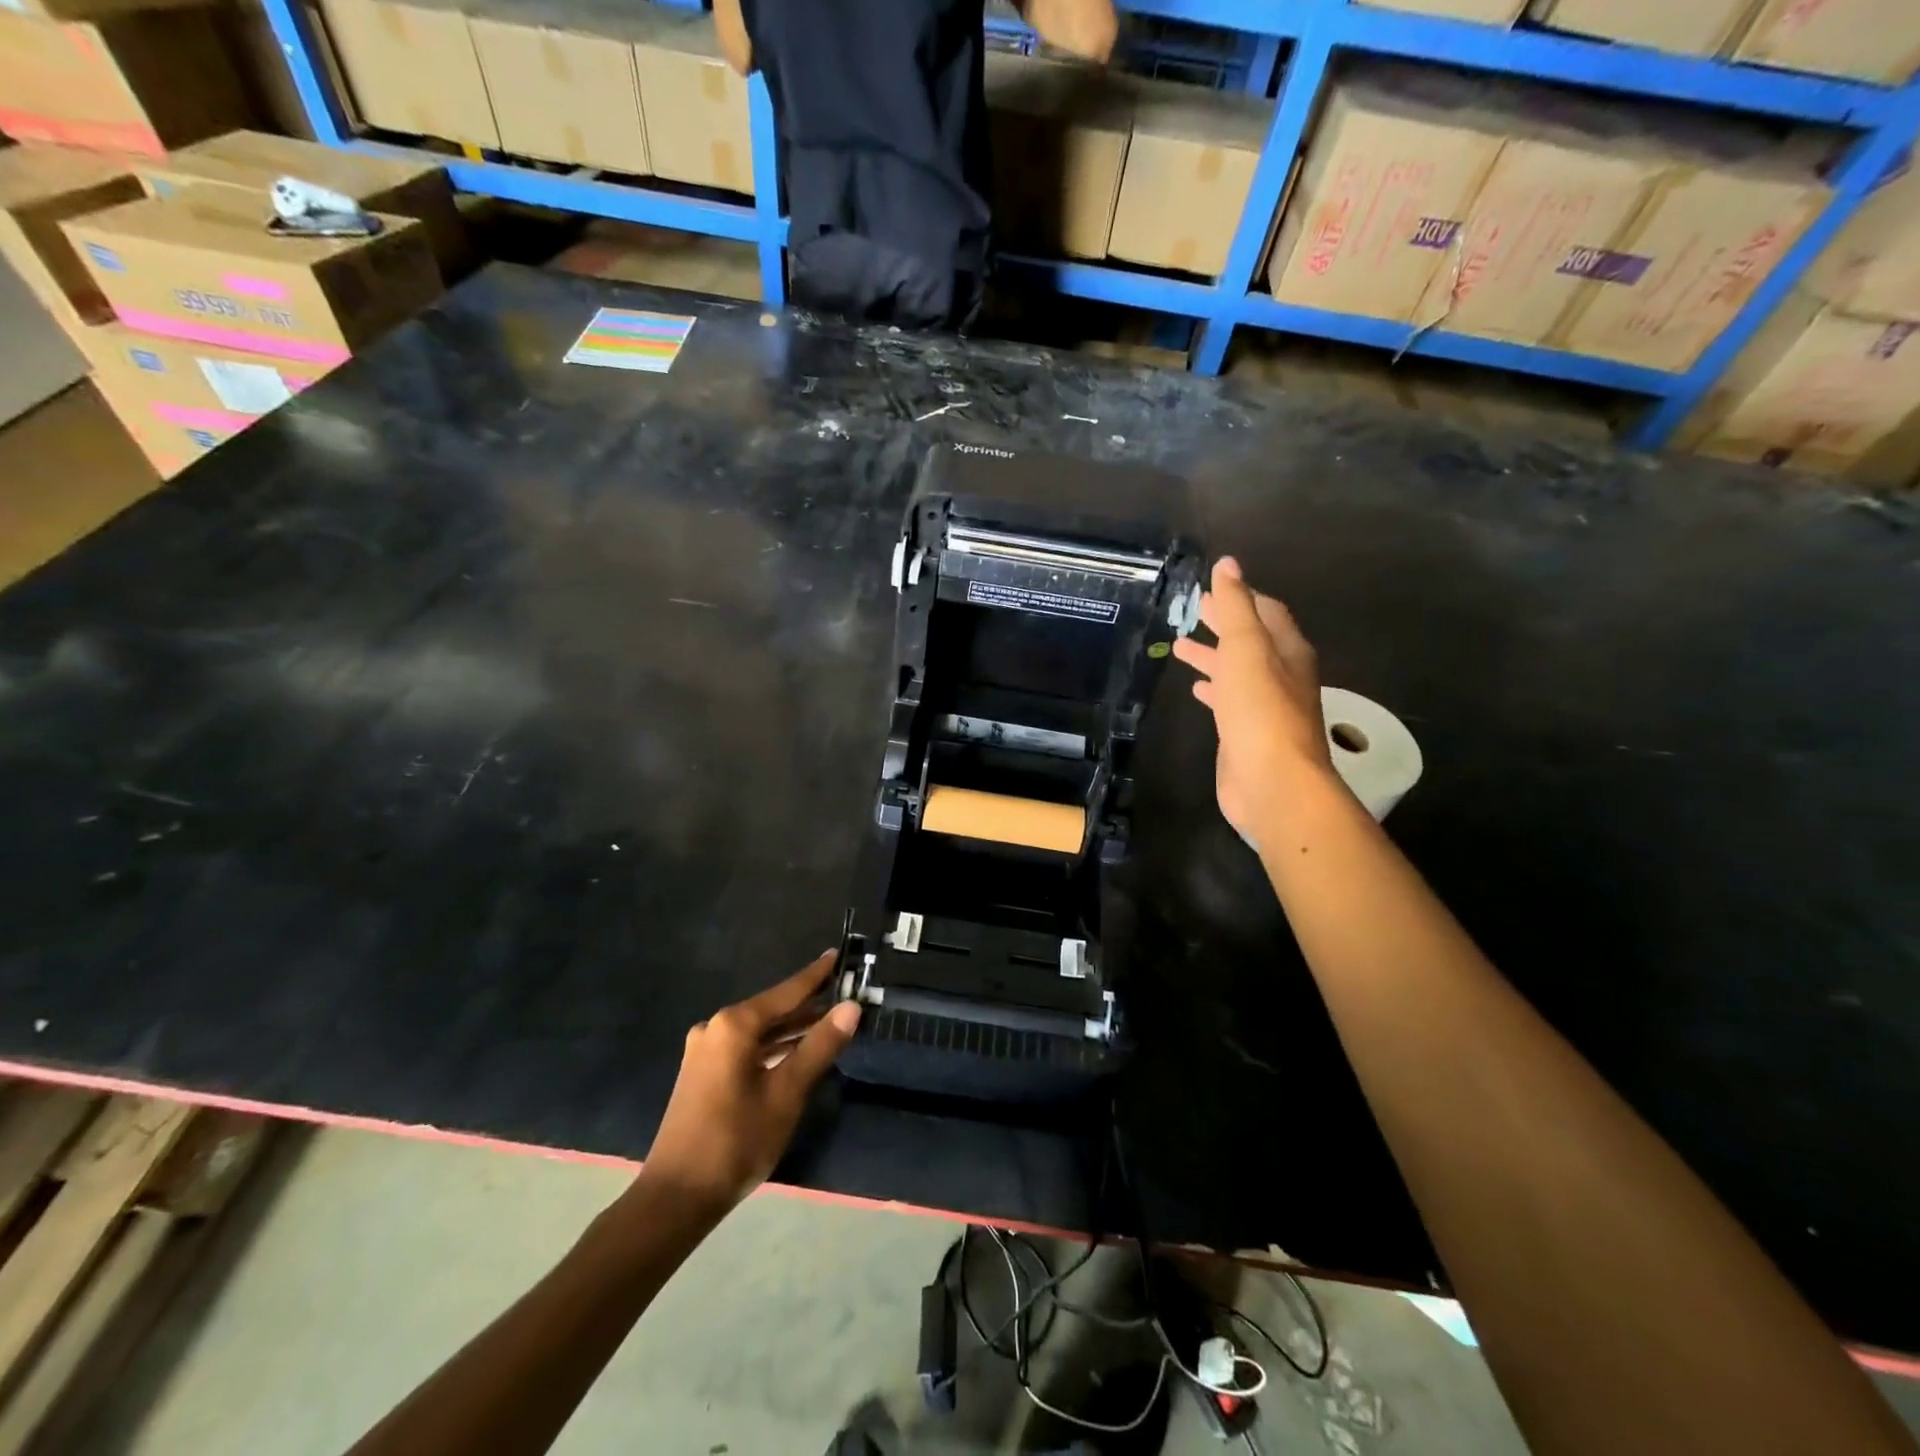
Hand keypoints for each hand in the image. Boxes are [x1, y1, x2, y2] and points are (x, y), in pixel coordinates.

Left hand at [639, 953, 859, 1216]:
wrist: (676, 1197)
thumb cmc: (736, 1140)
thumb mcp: (787, 1093)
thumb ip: (820, 1046)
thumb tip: (851, 1007)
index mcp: (735, 1025)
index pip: (786, 992)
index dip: (816, 975)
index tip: (837, 954)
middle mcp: (716, 1028)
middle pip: (772, 1009)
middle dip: (808, 1005)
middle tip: (844, 995)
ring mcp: (705, 1051)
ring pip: (759, 1030)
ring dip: (792, 1028)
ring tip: (829, 1022)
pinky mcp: (702, 1073)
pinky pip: (746, 1047)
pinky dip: (773, 1046)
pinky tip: (795, 1052)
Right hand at [1172, 556, 1331, 842]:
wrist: (1272, 783)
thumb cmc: (1260, 710)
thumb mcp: (1246, 649)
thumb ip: (1235, 606)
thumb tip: (1227, 564)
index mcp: (1287, 651)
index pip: (1266, 612)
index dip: (1241, 596)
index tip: (1214, 586)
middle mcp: (1281, 675)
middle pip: (1251, 640)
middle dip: (1224, 623)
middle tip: (1193, 609)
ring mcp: (1265, 707)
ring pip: (1237, 671)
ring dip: (1213, 656)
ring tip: (1180, 646)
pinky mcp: (1247, 734)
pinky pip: (1229, 702)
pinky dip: (1213, 689)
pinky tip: (1196, 690)